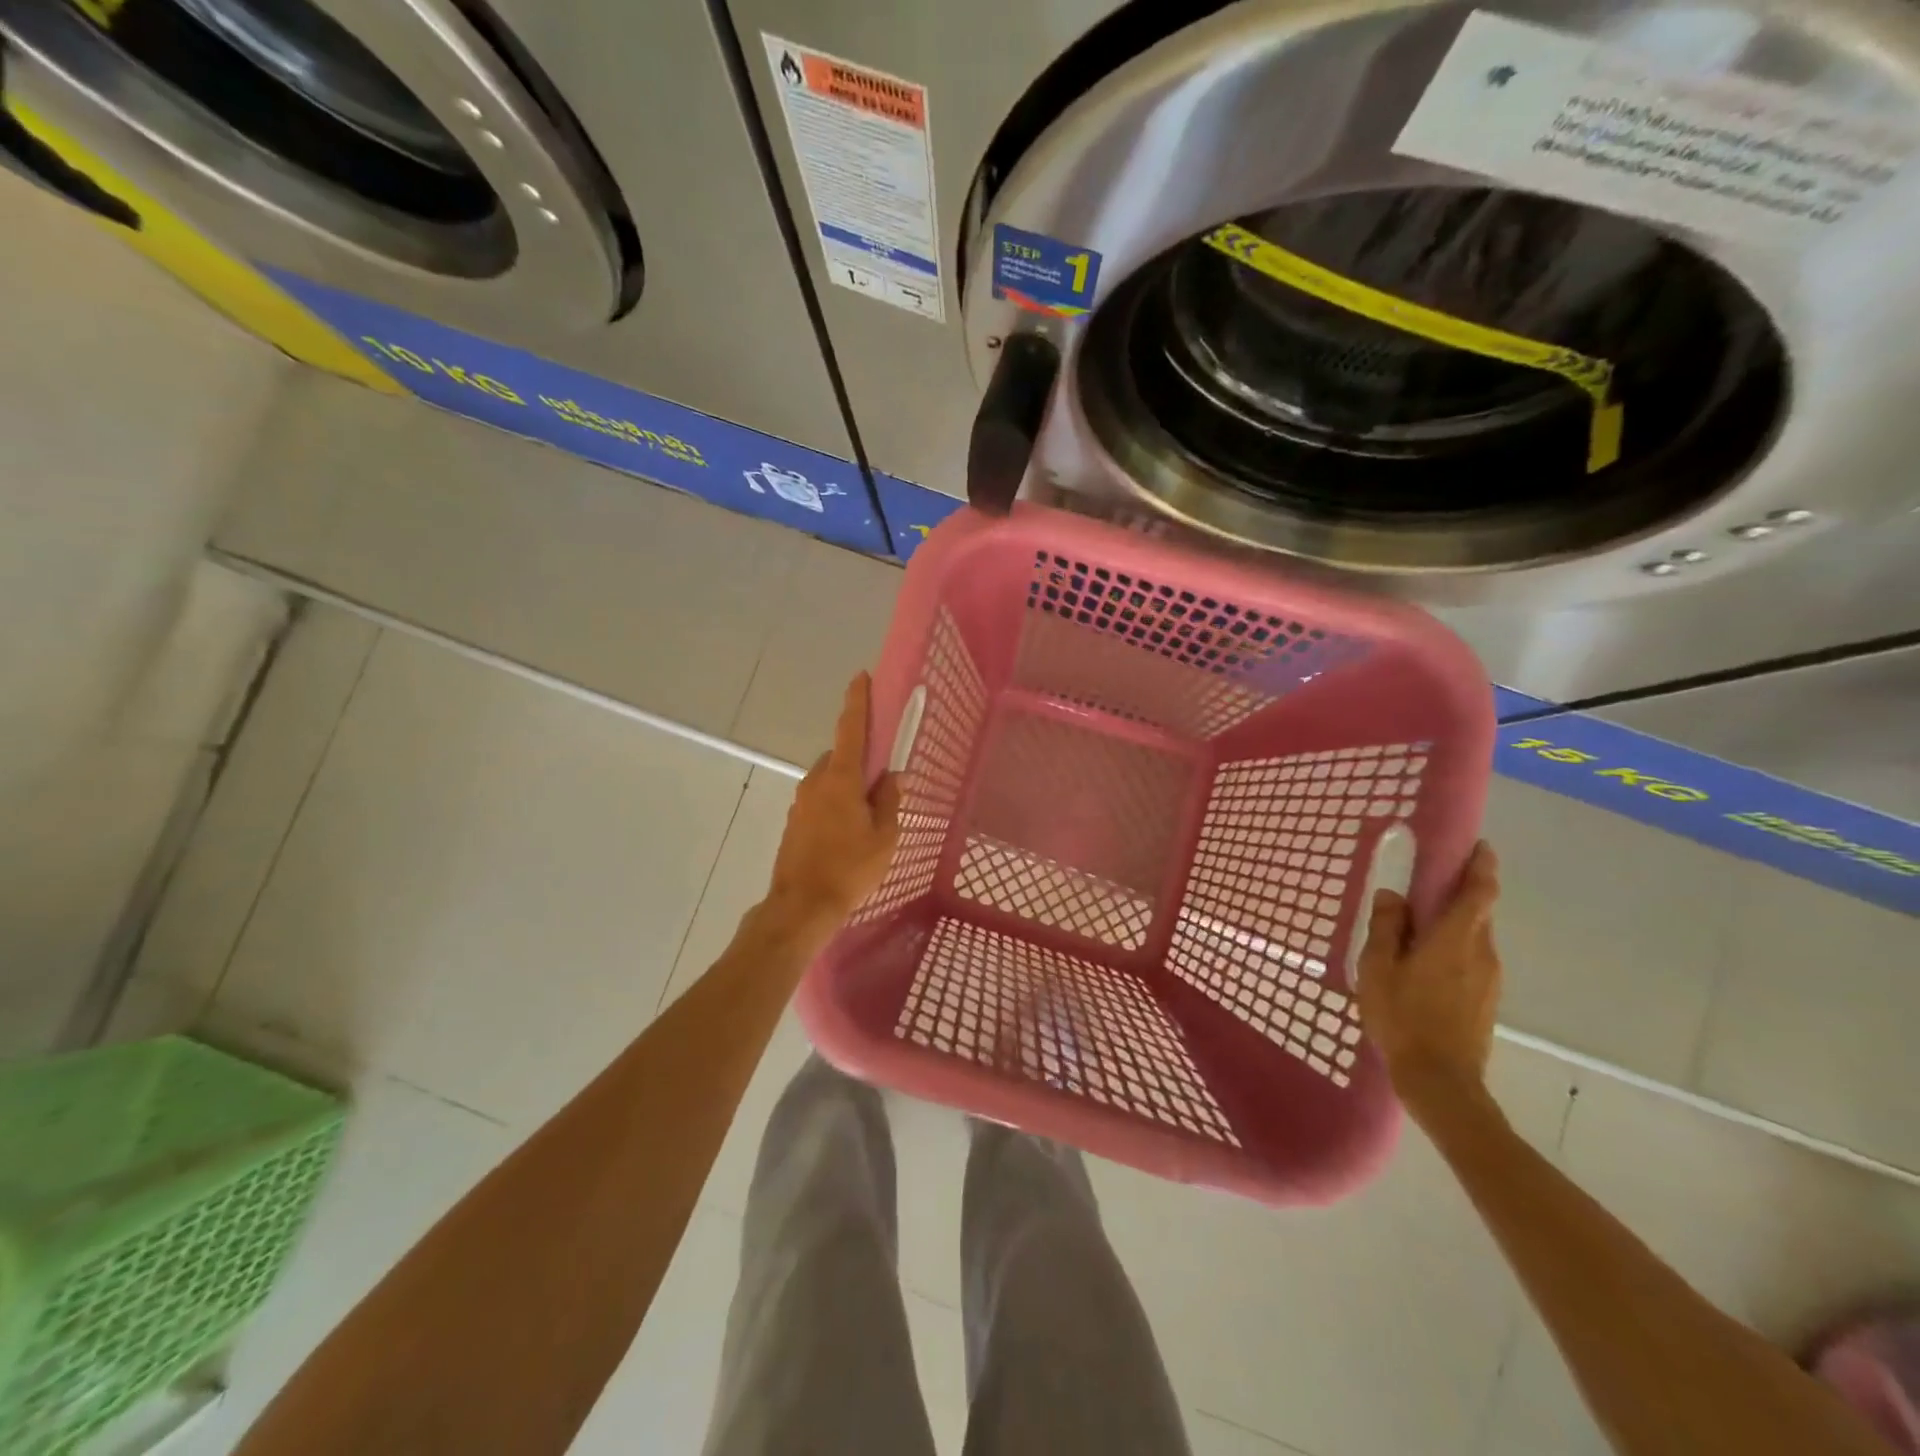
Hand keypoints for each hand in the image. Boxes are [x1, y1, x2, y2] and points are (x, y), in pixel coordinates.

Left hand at [764, 672, 902, 936]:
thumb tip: (893, 777)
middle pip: (841, 757)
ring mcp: (801, 801)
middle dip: (860, 761)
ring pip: (830, 780)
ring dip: (847, 787)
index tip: (861, 677)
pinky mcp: (794, 821)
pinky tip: (847, 833)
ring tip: (867, 818)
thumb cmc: (849, 869)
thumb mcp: (884, 836)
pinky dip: (835, 804)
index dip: (856, 701)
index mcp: (841, 779)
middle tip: (882, 783)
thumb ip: (890, 801)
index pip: (850, 729)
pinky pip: (820, 800)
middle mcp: (816, 782)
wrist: (801, 906)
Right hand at [1356, 841, 1503, 1122]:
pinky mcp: (1487, 1000)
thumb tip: (1393, 896)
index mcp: (1455, 939)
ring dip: (1453, 924)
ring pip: (1474, 937)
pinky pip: (1472, 960)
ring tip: (1418, 927)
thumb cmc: (1404, 1017)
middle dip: (1460, 893)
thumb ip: (1387, 928)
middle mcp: (1481, 953)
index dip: (1482, 866)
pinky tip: (1425, 964)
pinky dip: (1453, 949)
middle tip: (1428, 884)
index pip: (1479, 892)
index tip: (1479, 846)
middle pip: (1478, 913)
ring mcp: (1489, 979)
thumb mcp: (1378, 968)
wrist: (1441, 1082)